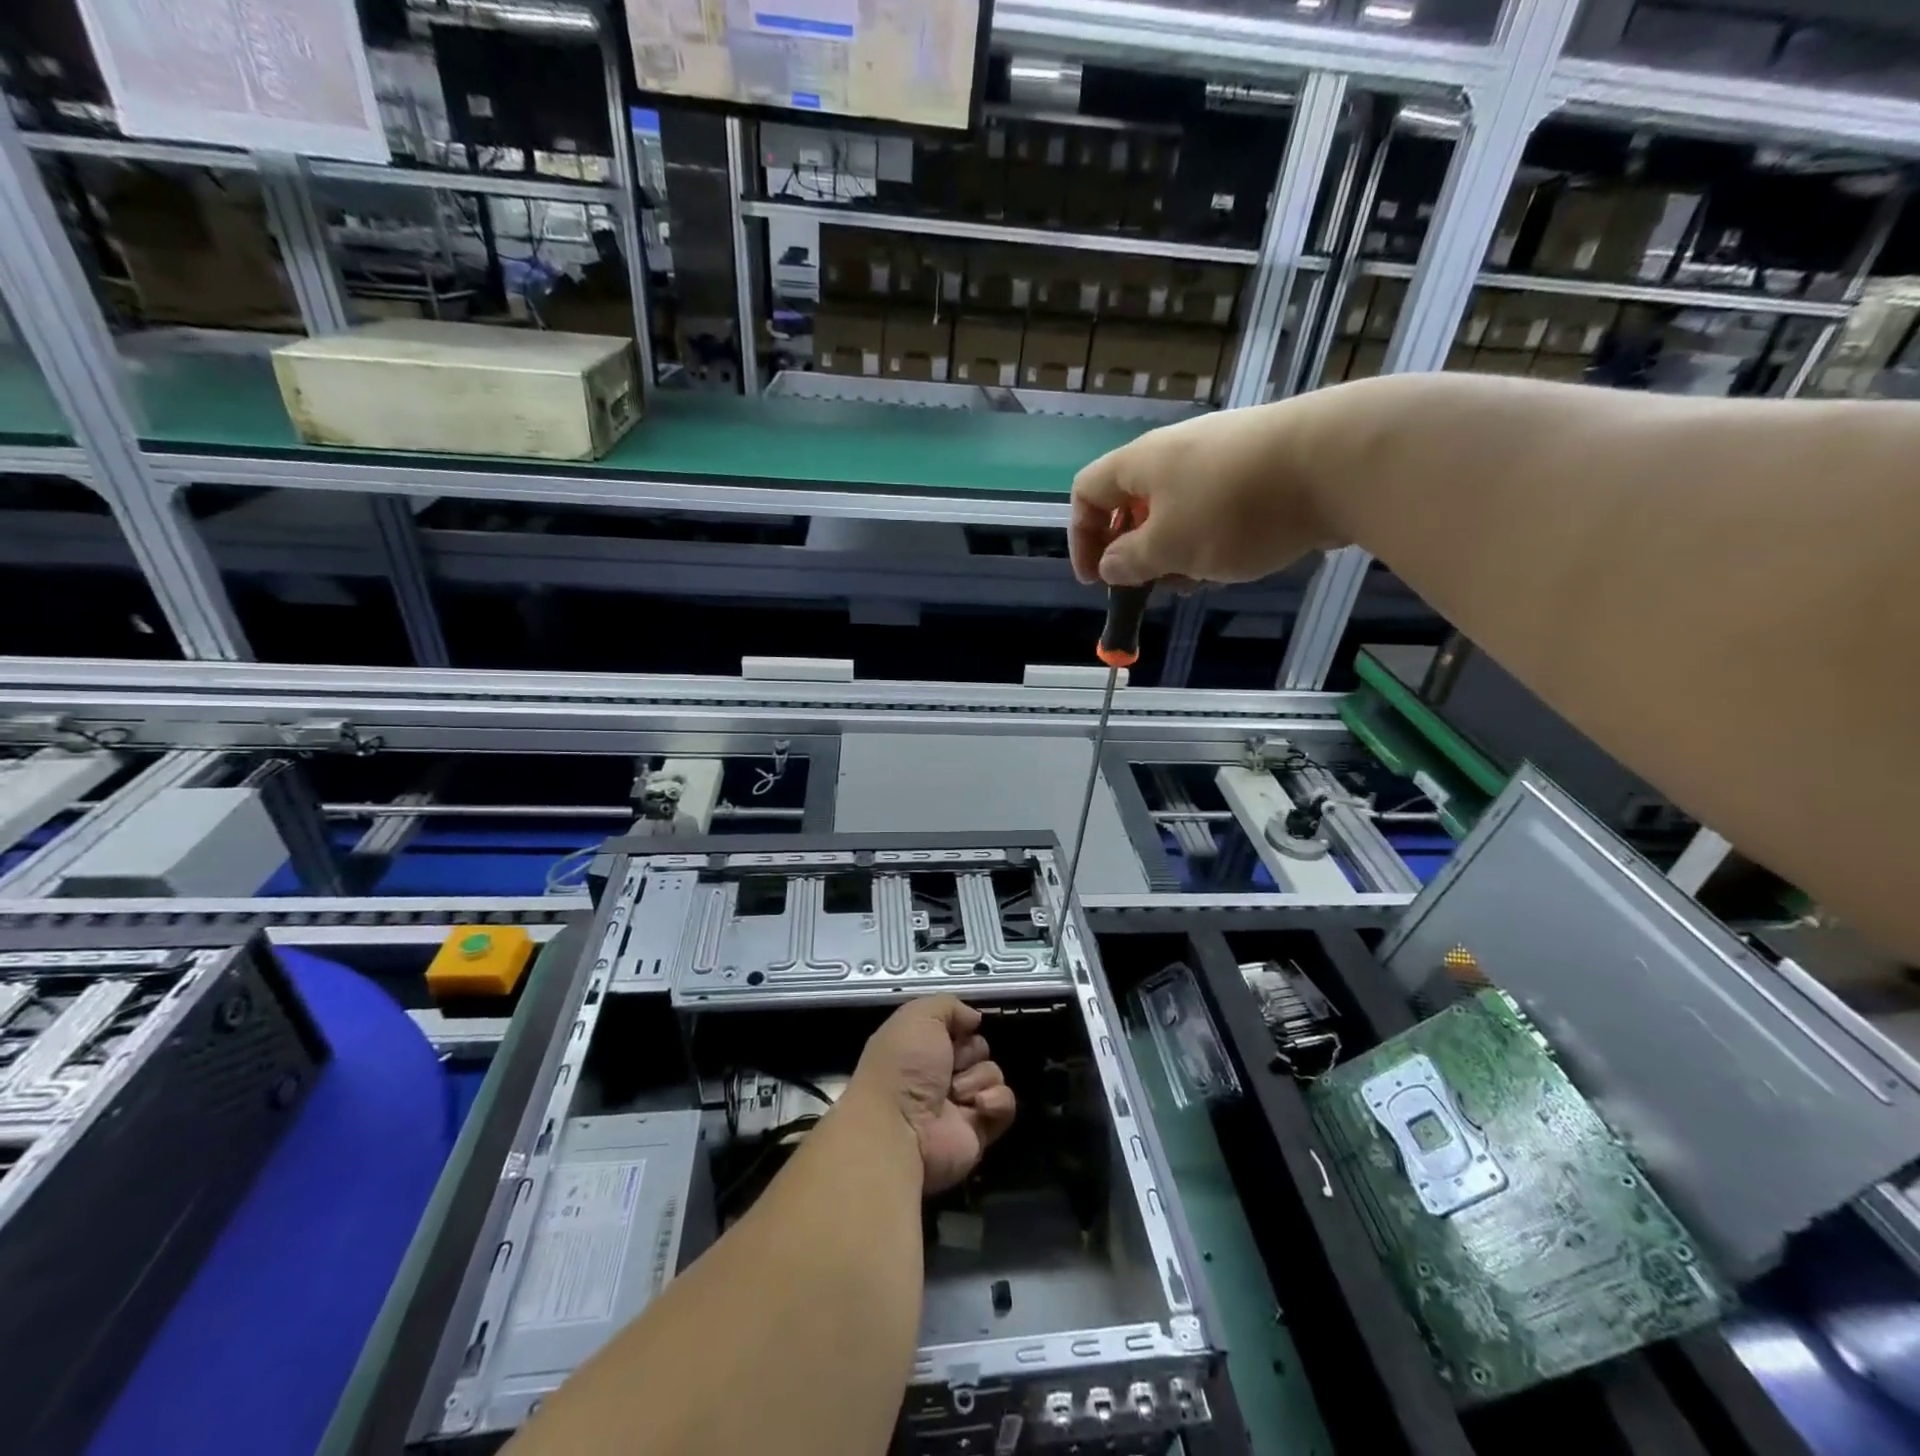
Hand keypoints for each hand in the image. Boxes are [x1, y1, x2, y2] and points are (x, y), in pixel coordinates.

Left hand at [848, 995, 1015, 1194]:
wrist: (900, 1127)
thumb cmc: (903, 1065)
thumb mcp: (919, 1016)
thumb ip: (949, 1005)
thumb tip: (974, 1018)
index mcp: (920, 1047)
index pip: (956, 1028)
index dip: (961, 1026)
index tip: (959, 1029)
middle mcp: (938, 1075)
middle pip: (978, 1049)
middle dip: (971, 1051)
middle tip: (953, 1063)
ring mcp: (959, 1105)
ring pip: (992, 1075)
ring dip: (978, 1078)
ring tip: (956, 1092)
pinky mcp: (979, 1131)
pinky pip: (1004, 1106)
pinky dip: (996, 1101)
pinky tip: (979, 1105)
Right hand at [1069, 395, 1349, 587]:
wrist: (1336, 461)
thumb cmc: (1233, 509)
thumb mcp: (1169, 547)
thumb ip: (1130, 561)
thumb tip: (1110, 564)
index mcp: (1141, 463)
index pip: (1087, 492)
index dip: (1082, 537)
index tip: (1098, 580)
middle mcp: (1176, 451)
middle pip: (1134, 503)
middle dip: (1136, 551)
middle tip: (1154, 586)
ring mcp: (1221, 455)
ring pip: (1178, 510)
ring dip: (1176, 550)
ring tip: (1200, 579)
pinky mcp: (1259, 465)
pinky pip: (1216, 506)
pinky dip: (1212, 538)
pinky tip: (1236, 559)